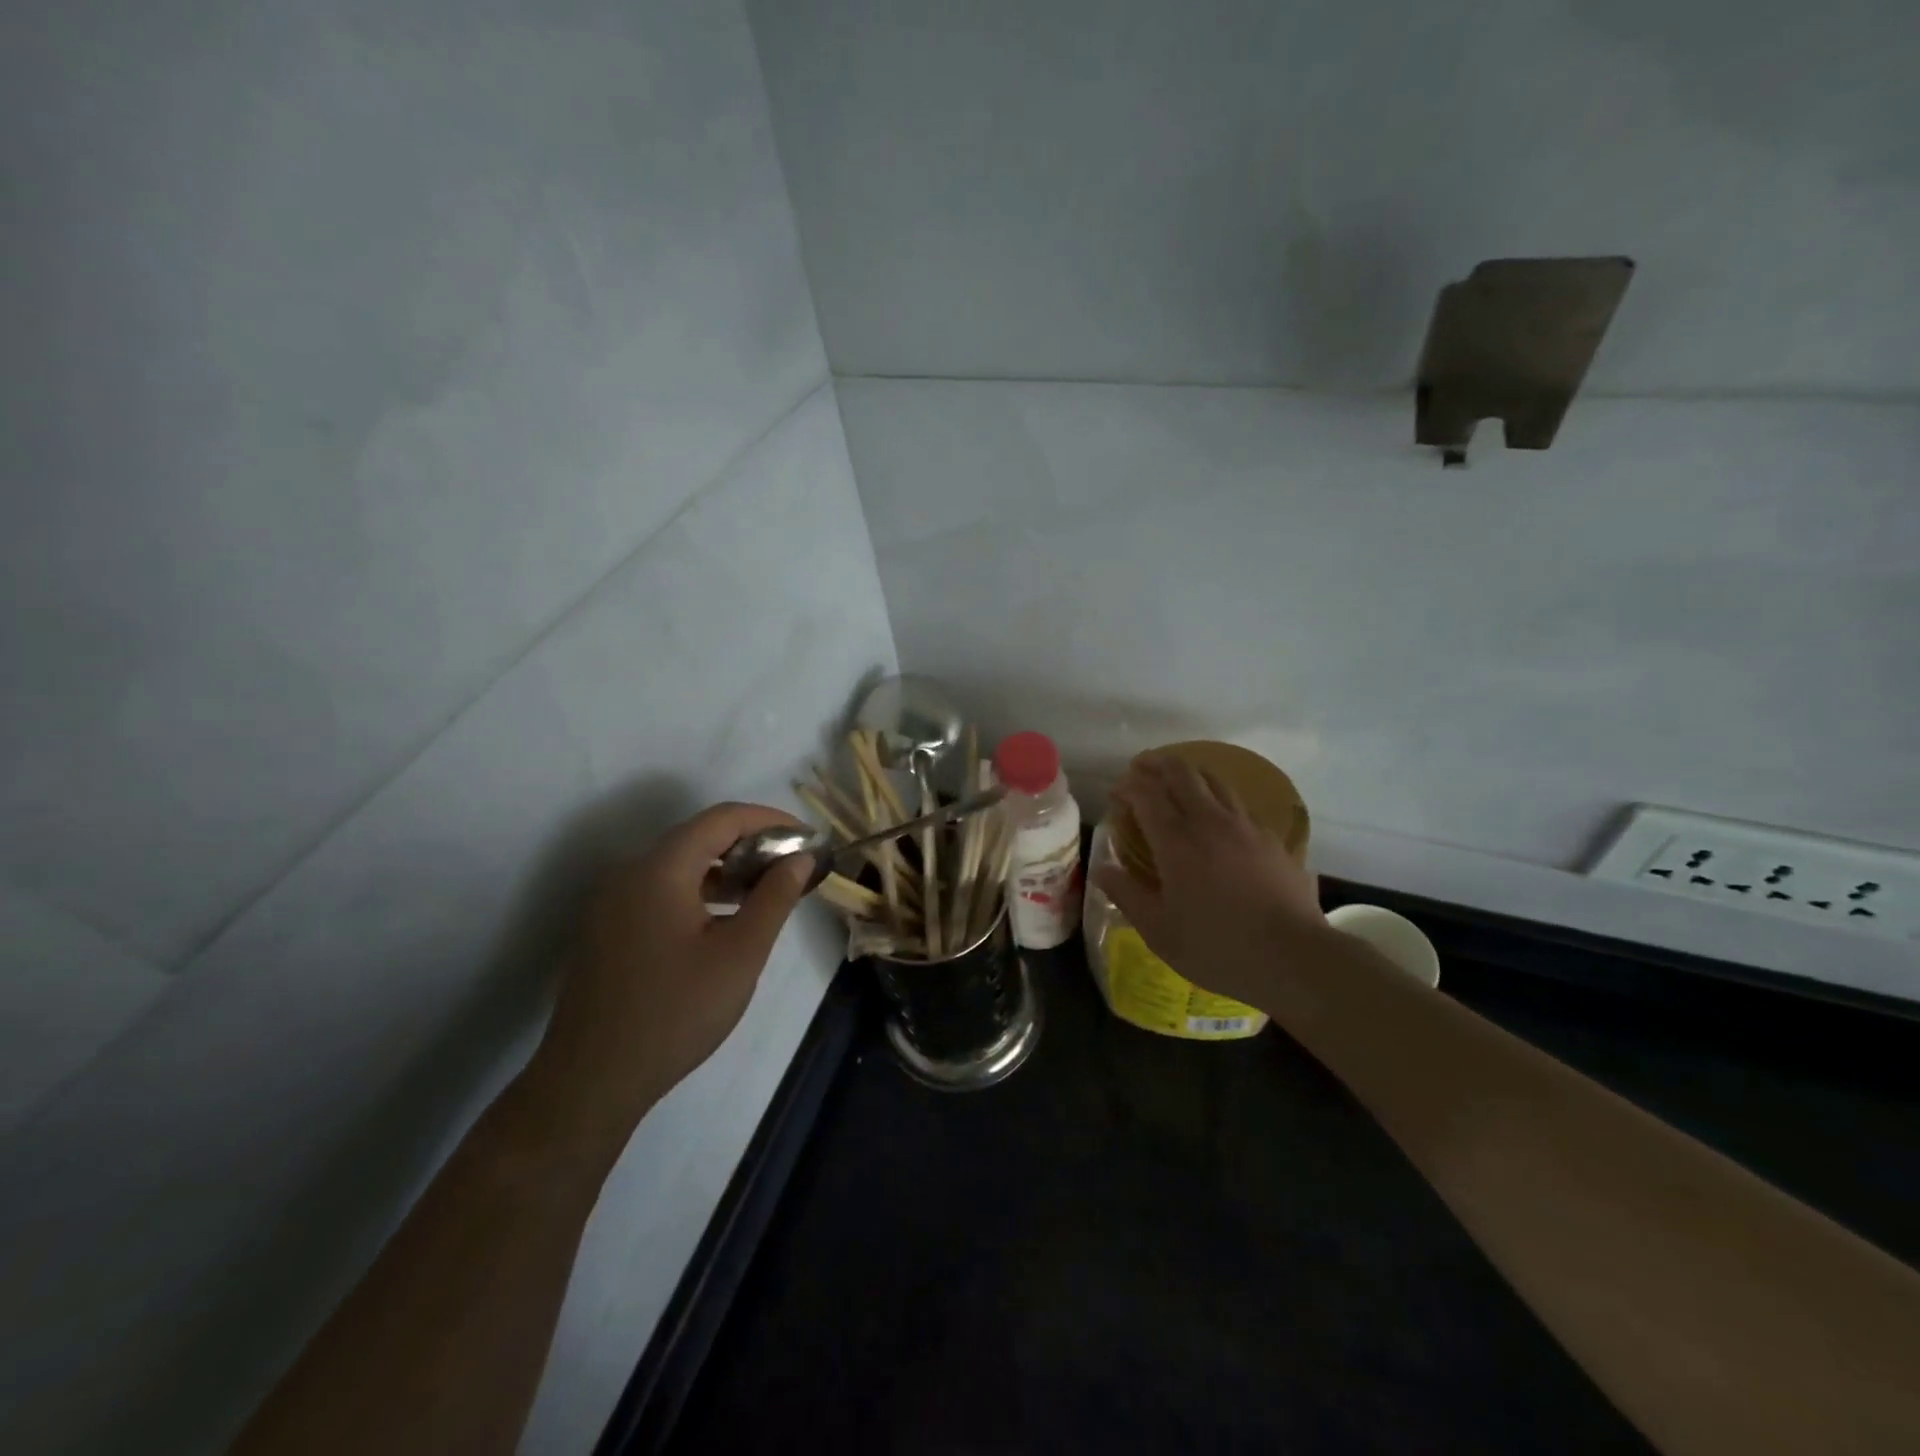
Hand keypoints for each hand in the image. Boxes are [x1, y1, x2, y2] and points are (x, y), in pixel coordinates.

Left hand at [521, 802, 813, 1160]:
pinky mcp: (609, 929)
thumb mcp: (740, 955)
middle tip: (793, 868)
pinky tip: (726, 920)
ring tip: (767, 892)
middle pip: (699, 836)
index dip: (770, 819)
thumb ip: (774, 898)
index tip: (807, 840)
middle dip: (752, 844)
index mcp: (660, 870)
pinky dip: (701, 891)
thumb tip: (800, 858)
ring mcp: (614, 903)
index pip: (722, 818)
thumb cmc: (676, 1012)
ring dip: (727, 869)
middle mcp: (630, 874)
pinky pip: (662, 890)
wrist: (591, 1081)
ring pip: (680, 865)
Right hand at [1093, 753, 1324, 1006]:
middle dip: (1157, 764)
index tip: (1116, 793)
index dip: (1127, 786)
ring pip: (1214, 780)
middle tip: (1142, 767)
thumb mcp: (1158, 931)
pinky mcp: (1272, 839)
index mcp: (1176, 842)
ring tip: (1178, 779)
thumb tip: (1102, 869)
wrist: (1294, 958)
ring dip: (1190, 773)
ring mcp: (1245, 826)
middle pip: (1181, 773)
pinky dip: (1218, 797)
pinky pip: (1239, 803)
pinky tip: (1218, 815)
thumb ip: (1127, 894)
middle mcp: (1209, 822)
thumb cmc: (1217, 947)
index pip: (1146, 794)